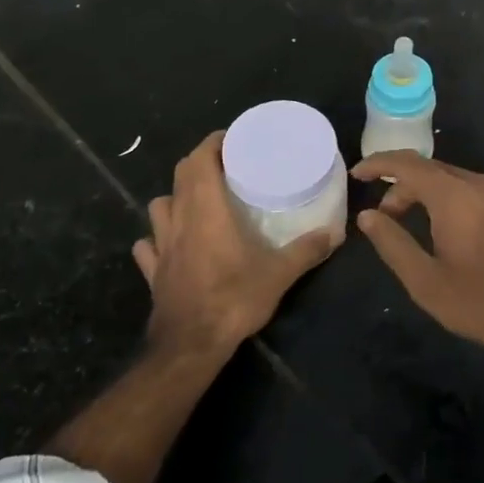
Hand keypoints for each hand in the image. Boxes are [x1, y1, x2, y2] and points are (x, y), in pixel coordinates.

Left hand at [132, 132, 339, 355]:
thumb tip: (335, 232)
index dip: (212, 143)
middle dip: (198, 163)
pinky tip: (168, 244)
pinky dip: (156, 239)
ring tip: (195, 201)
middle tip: (223, 165)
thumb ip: (306, 250)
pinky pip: (148, 246)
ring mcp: (161, 245)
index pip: (200, 159)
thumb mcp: (279, 274)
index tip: (231, 138)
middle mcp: (180, 219)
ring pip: (158, 207)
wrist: (190, 345)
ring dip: (174, 197)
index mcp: (207, 209)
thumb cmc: (233, 299)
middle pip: (180, 176)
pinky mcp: (153, 271)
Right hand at [350, 152, 483, 349]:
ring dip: (427, 193)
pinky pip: (475, 192)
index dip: (378, 164)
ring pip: (454, 180)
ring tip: (412, 223)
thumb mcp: (427, 282)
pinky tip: (449, 229)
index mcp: (454, 196)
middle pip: (430, 170)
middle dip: (401, 185)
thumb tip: (368, 216)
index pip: (407, 164)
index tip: (357, 174)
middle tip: (385, 215)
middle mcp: (480, 185)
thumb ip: (393, 244)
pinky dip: (451, 200)